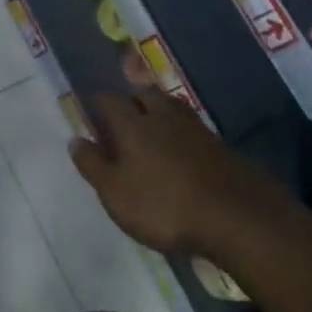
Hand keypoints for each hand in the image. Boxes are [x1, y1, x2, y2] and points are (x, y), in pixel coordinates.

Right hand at [69, 92, 279, 253]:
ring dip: (159, 113)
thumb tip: (75, 139)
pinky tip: (183, 152)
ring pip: (170, 107)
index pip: (108, 100)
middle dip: (131, 102)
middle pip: (143, 94)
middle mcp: (162, 115)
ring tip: (153, 131)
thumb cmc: (163, 205)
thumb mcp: (115, 193)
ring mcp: (195, 128)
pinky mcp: (220, 145)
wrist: (236, 217)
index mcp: (132, 123)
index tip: (92, 118)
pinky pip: (192, 128)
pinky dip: (182, 134)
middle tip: (124, 121)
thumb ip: (93, 165)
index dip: (97, 105)